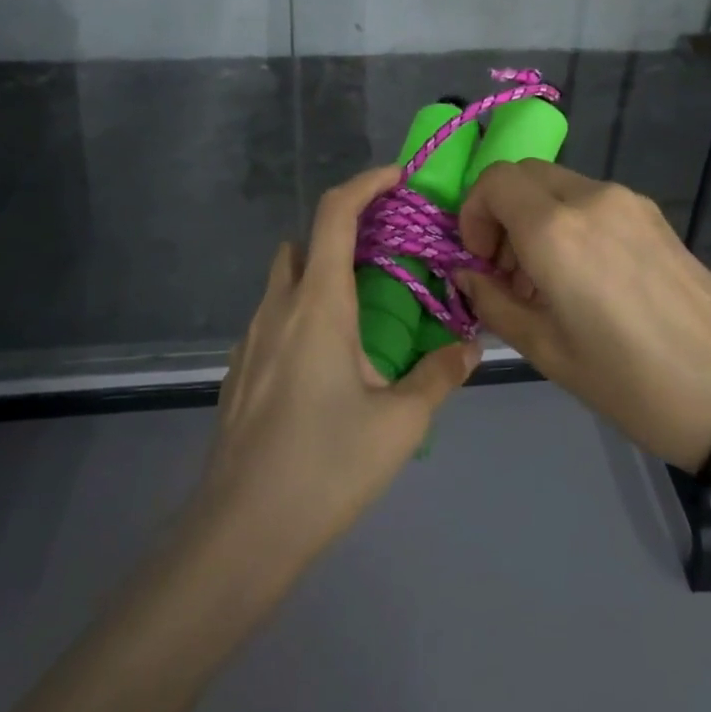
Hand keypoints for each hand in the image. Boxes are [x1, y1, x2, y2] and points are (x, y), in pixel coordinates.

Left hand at [191, 168, 479, 581]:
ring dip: (322, 272)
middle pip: (306, 241)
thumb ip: (439, 375)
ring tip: (366, 308)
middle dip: (346, 231)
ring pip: (286, 279)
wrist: (240, 533)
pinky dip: (303, 310)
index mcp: (318, 304)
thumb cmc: (326, 467)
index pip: (335, 214)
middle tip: (390, 253)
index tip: (398, 178)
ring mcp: (250, 339)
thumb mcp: (400, 423)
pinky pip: (274, 316)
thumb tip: (470, 347)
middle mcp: (278, 307)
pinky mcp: (240, 370)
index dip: (366, 183)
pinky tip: (329, 360)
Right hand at [452, 162, 710, 481]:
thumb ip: (492, 301)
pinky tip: (585, 278)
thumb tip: (465, 273)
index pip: (494, 181)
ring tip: (546, 281)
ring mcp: (629, 202)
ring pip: (559, 185)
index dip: (473, 214)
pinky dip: (569, 222)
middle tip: (508, 271)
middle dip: (501, 213)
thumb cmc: (627, 381)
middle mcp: (591, 198)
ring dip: (536, 218)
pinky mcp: (654, 216)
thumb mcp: (544, 349)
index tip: (480, 262)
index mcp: (556, 229)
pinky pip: (593, 201)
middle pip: (525, 175)